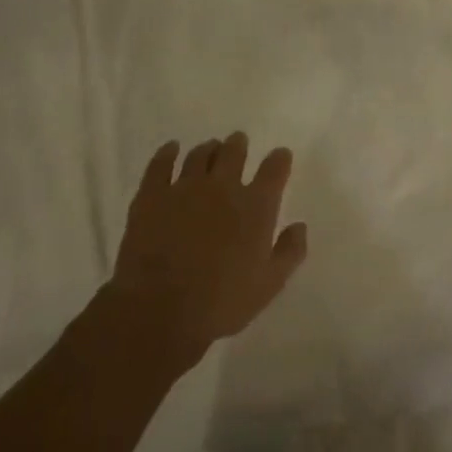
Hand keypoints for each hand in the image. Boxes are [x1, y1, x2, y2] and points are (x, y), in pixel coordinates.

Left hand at [106, 134, 307, 366]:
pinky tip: (171, 149)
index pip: (274, 170)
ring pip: (199, 155)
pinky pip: (160, 164)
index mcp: (256, 207)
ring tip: (211, 148)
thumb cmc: (222, 302)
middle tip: (239, 141)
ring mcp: (184, 188)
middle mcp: (223, 188)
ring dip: (209, 149)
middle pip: (234, 153)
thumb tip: (299, 226)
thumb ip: (290, 252)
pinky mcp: (151, 196)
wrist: (159, 309)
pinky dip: (167, 153)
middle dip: (239, 145)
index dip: (279, 159)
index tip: (281, 155)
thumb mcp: (270, 284)